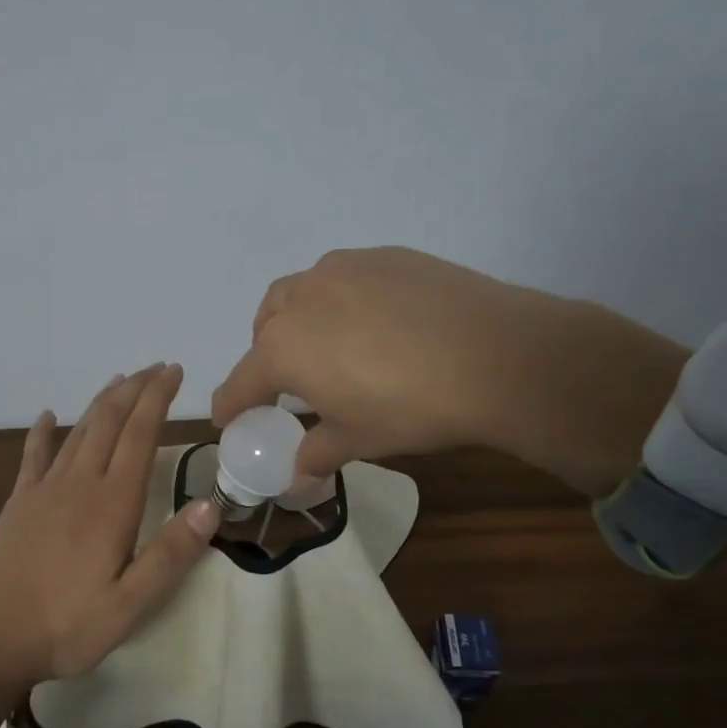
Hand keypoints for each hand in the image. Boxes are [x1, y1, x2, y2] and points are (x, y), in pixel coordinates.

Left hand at [0, 364, 220, 727]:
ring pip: (78, 431)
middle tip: (157, 368)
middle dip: (135, 389)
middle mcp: (79, 484)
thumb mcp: (130, 606)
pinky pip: (33, 455)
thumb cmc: (65, 626)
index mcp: (112, 505)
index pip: (140, 436)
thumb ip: (170, 555)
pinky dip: (42, 431)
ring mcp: (44, 490)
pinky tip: (48, 416)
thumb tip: (210, 506)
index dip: (158, 399)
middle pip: (109, 422)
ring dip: (101, 402)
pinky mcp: (18, 502)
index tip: (173, 372)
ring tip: (120, 381)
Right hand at [211, 247, 686, 495]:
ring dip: (300, 319)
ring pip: (300, 292)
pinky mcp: (384, 255)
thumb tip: (298, 472)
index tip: (230, 419)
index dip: (232, 405)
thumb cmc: (412, 407)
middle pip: (264, 328)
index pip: (241, 382)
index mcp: (283, 348)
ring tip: (331, 344)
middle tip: (293, 384)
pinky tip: (379, 322)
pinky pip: (345, 278)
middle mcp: (302, 298)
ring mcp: (343, 269)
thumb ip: (317, 452)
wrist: (497, 355)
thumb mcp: (359, 439)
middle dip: (267, 355)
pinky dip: (343, 300)